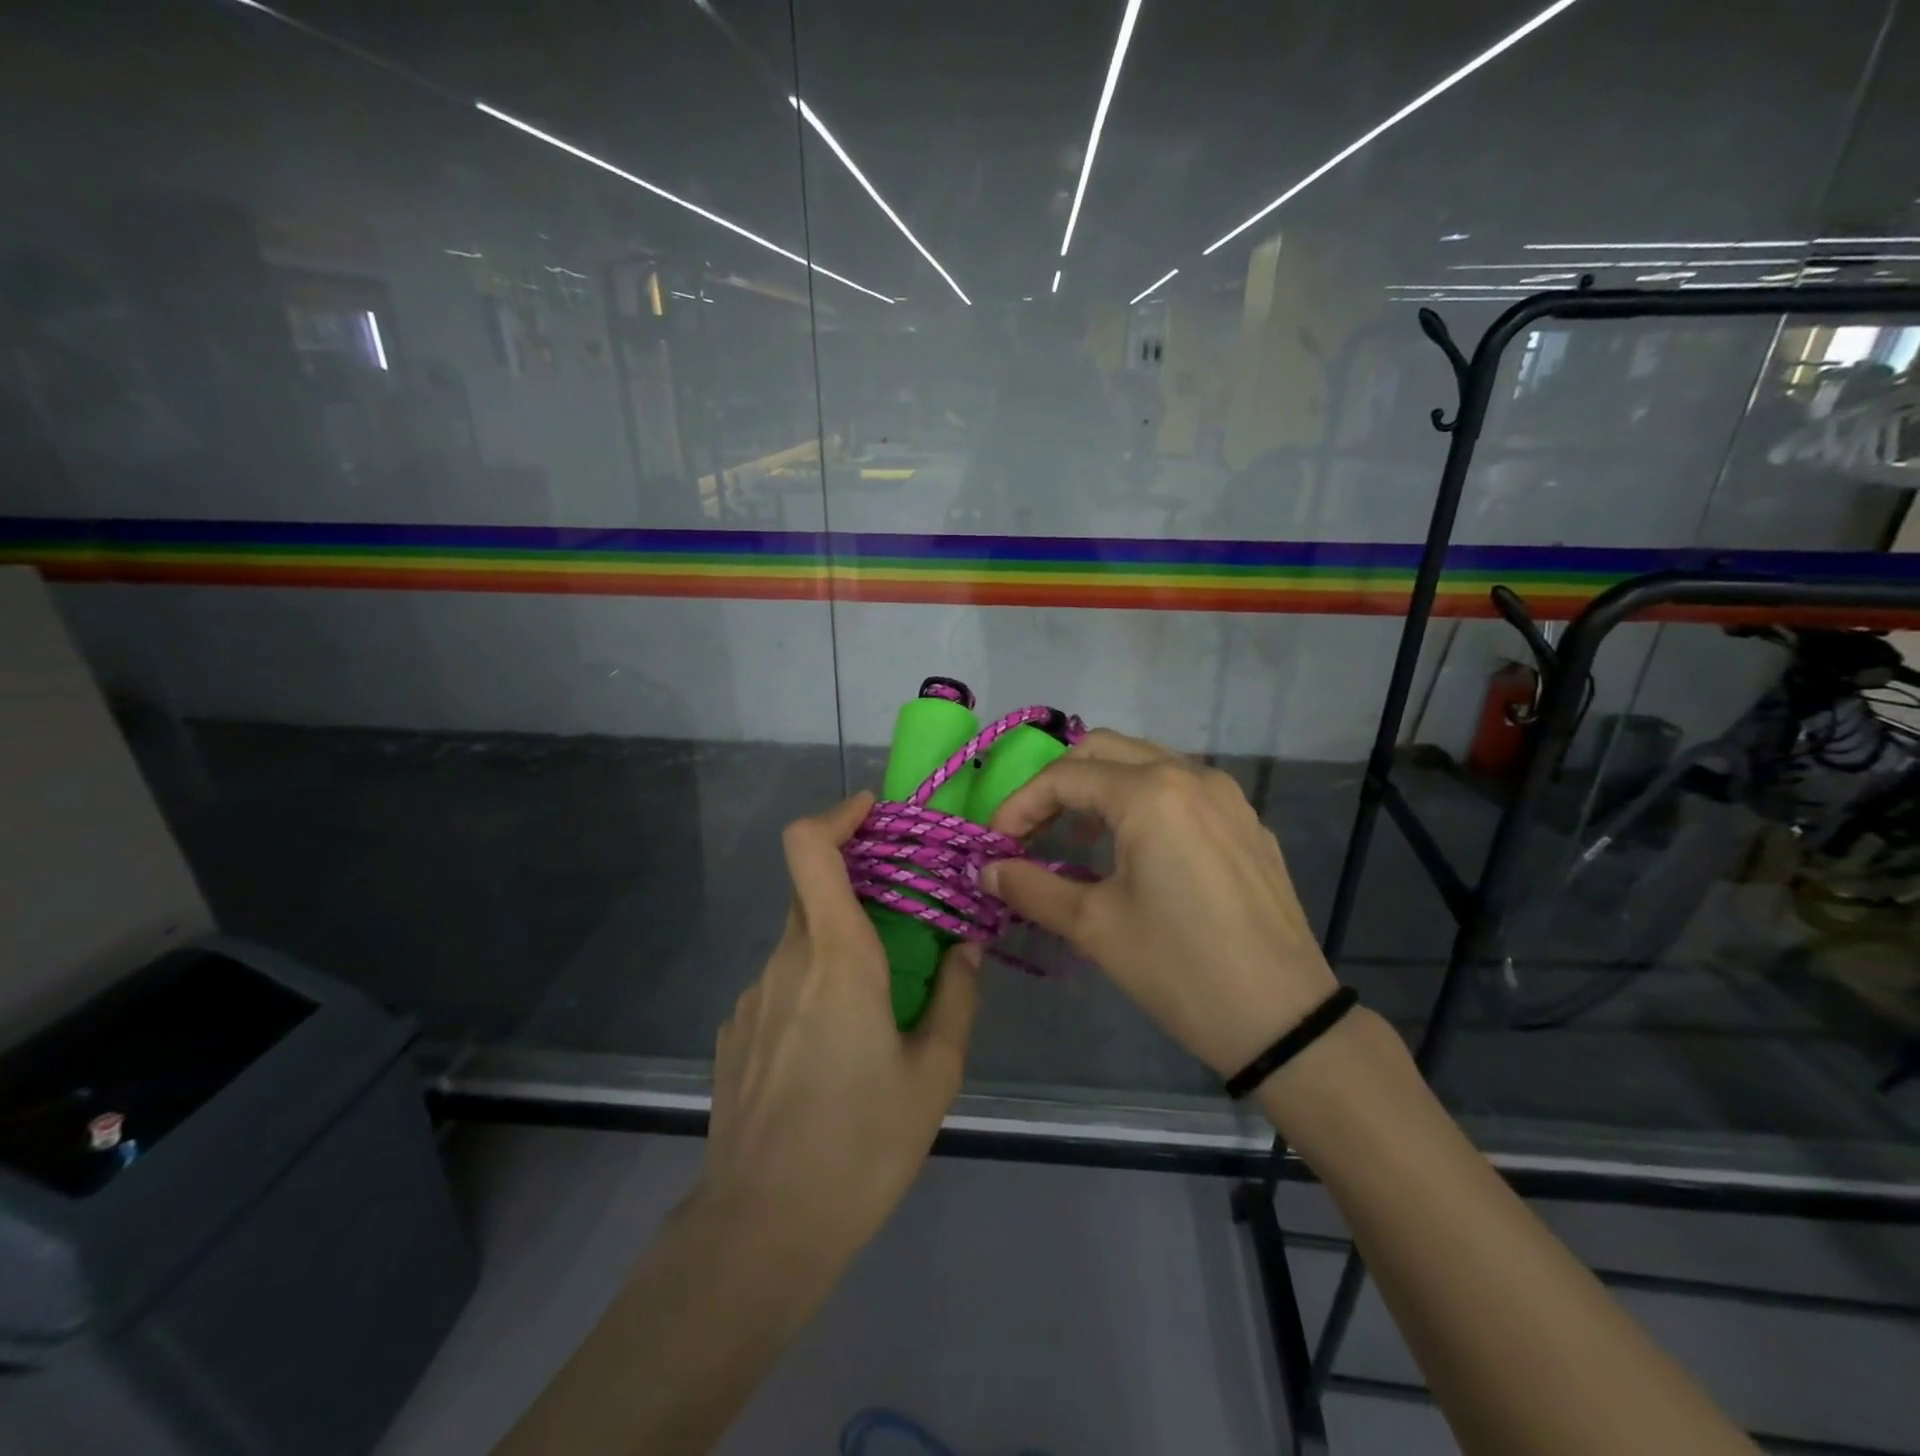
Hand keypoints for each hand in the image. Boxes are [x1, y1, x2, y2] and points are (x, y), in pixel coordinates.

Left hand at [699, 792, 979, 1268]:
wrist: (760, 1232)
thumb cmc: (860, 1147)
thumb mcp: (934, 1075)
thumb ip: (956, 998)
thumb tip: (966, 947)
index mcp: (836, 956)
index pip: (809, 847)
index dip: (837, 815)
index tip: (875, 814)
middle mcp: (786, 961)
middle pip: (814, 891)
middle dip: (859, 887)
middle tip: (907, 921)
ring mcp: (752, 997)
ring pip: (801, 942)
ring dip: (840, 946)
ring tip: (879, 1007)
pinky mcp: (736, 1033)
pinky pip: (782, 985)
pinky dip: (813, 988)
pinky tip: (833, 1054)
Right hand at [984, 730, 1336, 1078]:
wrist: (1284, 1020)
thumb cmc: (1179, 969)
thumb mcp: (1095, 927)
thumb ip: (1032, 887)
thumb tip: (986, 871)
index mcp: (1151, 793)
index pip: (1064, 777)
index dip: (1019, 806)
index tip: (995, 845)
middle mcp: (1191, 776)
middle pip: (1104, 750)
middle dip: (1058, 784)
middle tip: (1032, 830)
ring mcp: (1227, 797)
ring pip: (1146, 762)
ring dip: (1101, 788)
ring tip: (1077, 839)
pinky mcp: (1247, 823)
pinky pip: (1182, 789)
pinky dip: (1144, 801)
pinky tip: (1137, 851)